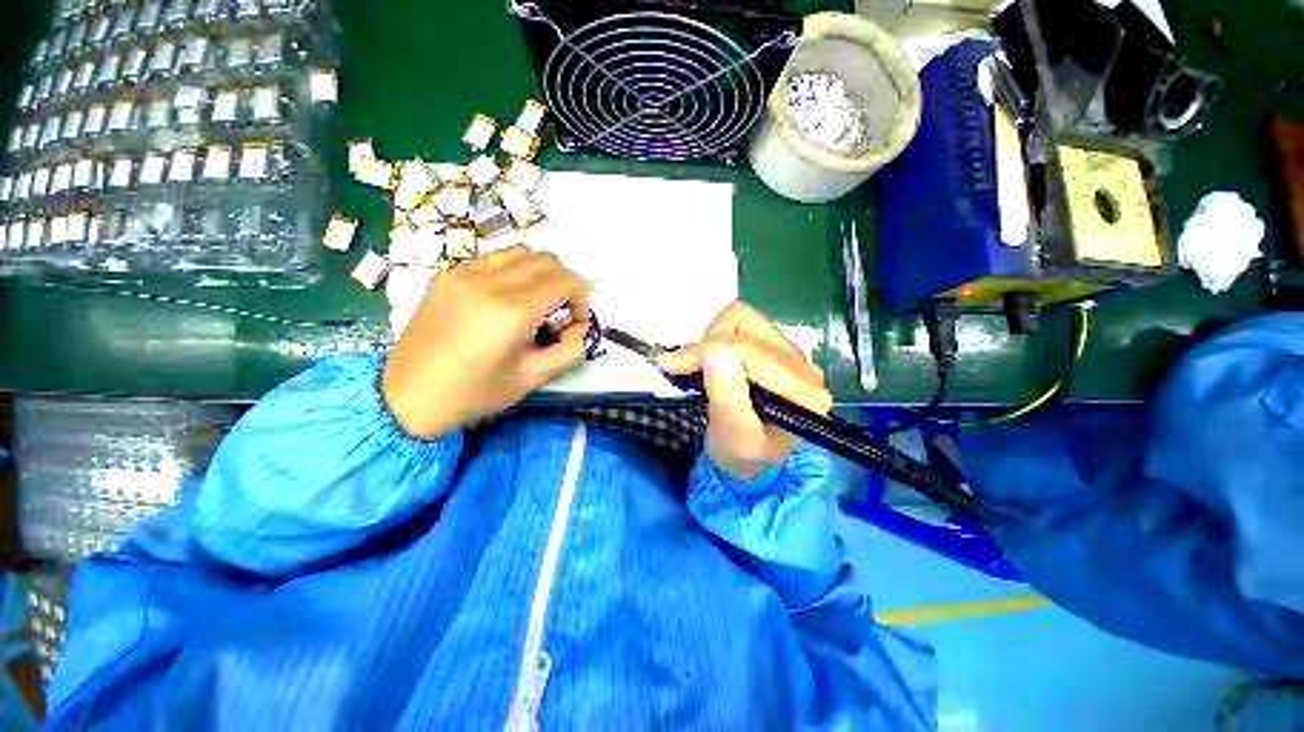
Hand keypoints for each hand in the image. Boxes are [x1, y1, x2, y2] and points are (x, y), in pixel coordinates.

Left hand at [382, 246, 589, 439]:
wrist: (408, 396)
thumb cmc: (475, 393)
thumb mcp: (533, 378)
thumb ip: (569, 351)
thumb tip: (578, 329)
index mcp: (513, 311)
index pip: (565, 280)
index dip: (581, 298)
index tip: (575, 321)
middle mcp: (490, 282)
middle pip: (547, 260)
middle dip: (563, 284)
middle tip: (558, 312)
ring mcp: (464, 274)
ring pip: (520, 252)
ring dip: (539, 273)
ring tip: (533, 302)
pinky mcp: (447, 275)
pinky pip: (493, 259)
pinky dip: (512, 271)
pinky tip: (504, 299)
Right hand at [658, 303, 832, 480]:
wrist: (750, 458)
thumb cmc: (741, 453)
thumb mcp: (732, 435)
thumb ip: (727, 395)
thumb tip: (715, 350)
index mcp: (803, 394)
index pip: (750, 352)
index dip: (706, 351)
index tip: (671, 364)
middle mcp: (806, 368)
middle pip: (748, 331)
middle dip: (706, 346)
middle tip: (678, 366)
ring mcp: (794, 354)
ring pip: (746, 319)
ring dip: (714, 337)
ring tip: (701, 364)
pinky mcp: (779, 347)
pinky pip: (746, 322)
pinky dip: (720, 334)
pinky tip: (714, 358)